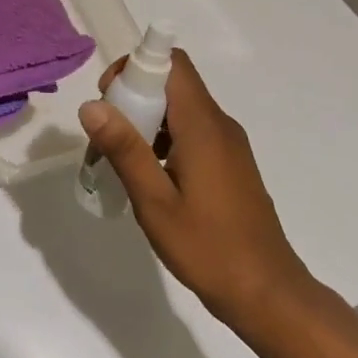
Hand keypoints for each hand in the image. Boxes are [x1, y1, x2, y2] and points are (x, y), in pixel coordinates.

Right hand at [78, 49, 318, 335]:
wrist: (267, 293)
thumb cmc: (208, 248)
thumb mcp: (154, 201)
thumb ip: (125, 149)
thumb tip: (91, 105)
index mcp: (203, 126)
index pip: (172, 64)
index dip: (135, 67)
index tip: (108, 99)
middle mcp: (219, 125)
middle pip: (172, 84)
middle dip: (132, 98)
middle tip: (106, 137)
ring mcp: (227, 145)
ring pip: (179, 110)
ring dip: (145, 121)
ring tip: (119, 160)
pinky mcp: (229, 164)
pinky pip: (190, 132)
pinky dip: (162, 139)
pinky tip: (147, 176)